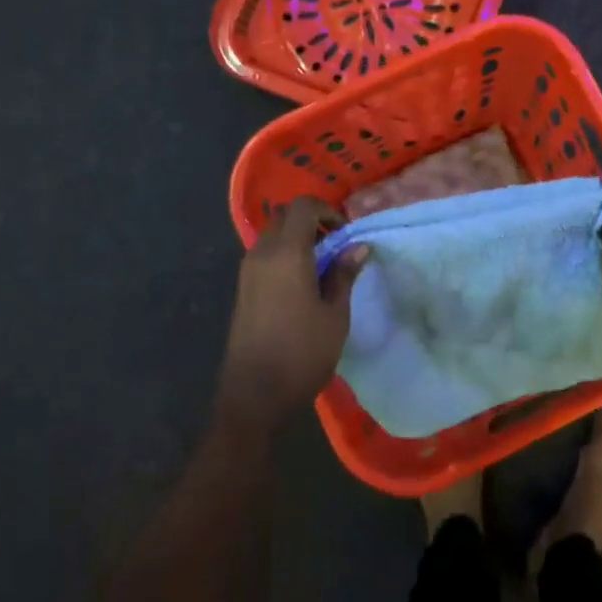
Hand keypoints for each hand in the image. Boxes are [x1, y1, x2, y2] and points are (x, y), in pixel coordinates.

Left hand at [216, 198, 365, 434]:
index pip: (303, 206)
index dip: (327, 210)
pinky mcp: (242, 289)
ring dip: (297, 239)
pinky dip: (284, 255)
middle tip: (336, 245)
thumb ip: (344, 274)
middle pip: (284, 217)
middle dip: (311, 221)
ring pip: (272, 235)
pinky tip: (302, 283)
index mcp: (287, 253)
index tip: (345, 232)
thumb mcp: (335, 315)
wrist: (254, 395)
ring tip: (322, 266)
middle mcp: (262, 254)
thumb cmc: (302, 353)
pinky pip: (264, 255)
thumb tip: (359, 246)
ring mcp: (247, 272)